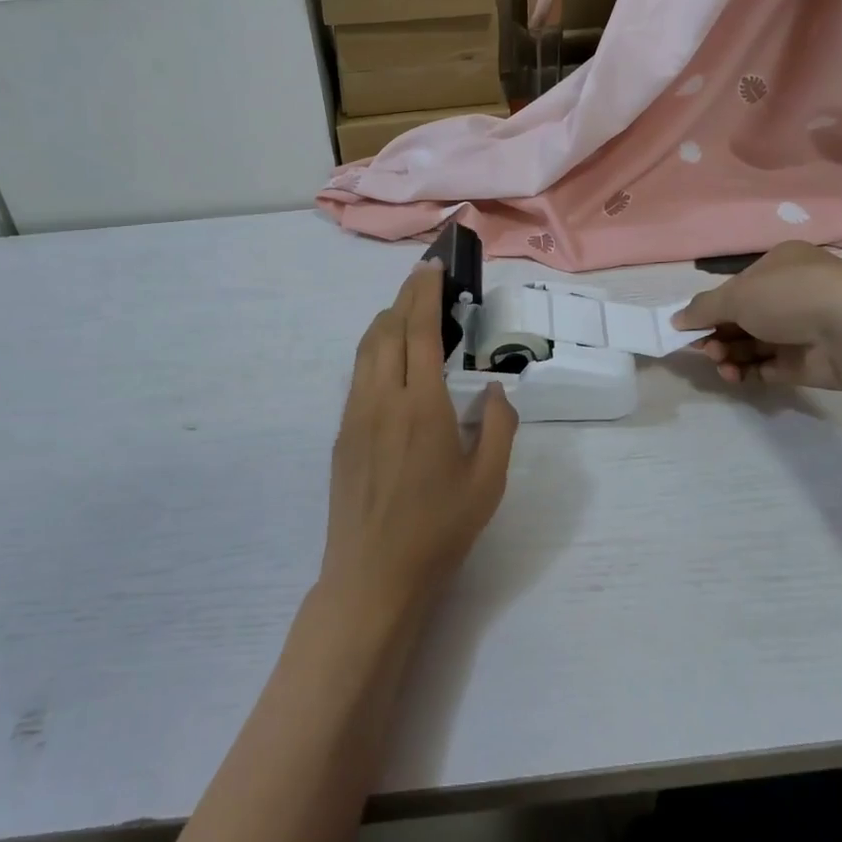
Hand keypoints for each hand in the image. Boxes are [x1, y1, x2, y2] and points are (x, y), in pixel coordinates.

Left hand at [322, 261, 517, 616]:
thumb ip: (498, 428)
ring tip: (406, 310)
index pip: (419, 330)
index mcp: (422, 406)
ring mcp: (355, 414)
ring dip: (386, 319)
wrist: (372, 575)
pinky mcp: (342, 432)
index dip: (425, 292)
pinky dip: (374, 348)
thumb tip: (496, 390)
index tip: (433, 267)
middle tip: (424, 277)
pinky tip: (389, 359)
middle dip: (405, 296)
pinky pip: (358, 373)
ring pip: (366, 348)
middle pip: (387, 329)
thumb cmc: (438, 530)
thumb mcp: (487, 484)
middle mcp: (382, 399)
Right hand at [670, 241, 841, 389]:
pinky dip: (747, 371)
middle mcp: (793, 293)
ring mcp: (803, 328)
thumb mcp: (736, 295)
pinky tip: (734, 375)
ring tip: (719, 363)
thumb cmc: (789, 296)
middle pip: (743, 316)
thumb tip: (676, 320)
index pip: (738, 286)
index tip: (691, 326)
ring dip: (729, 353)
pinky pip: (769, 366)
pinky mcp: (809, 361)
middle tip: (704, 348)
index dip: (712, 307)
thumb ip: (702, 308)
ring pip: (754, 343)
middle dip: (718, 333)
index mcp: (780, 265)